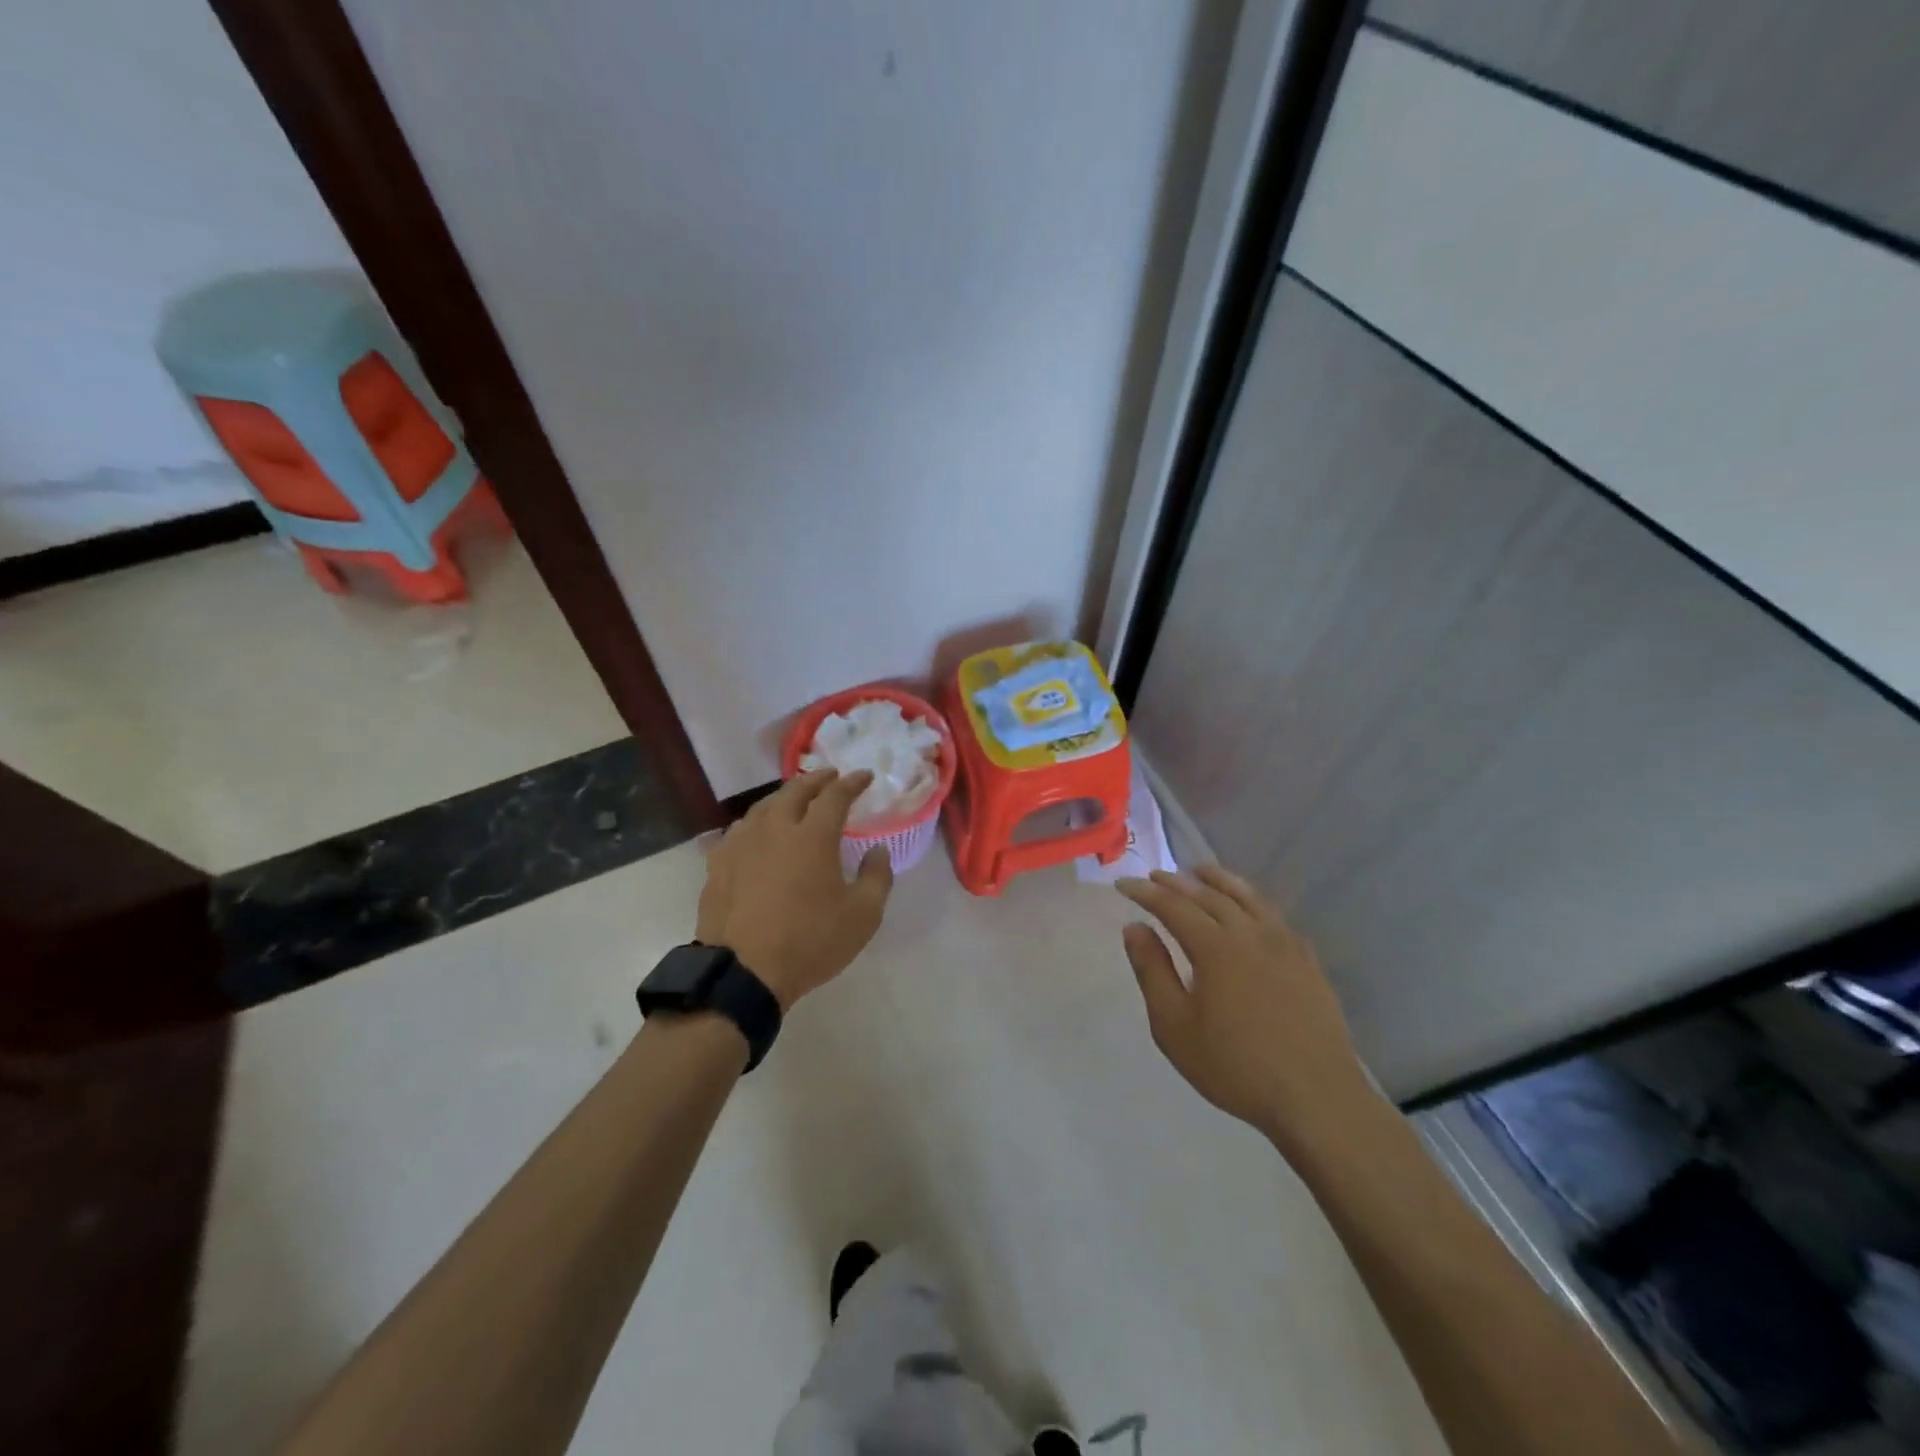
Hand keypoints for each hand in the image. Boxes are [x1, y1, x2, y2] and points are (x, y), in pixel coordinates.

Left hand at [696, 770, 893, 1009]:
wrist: (742, 973)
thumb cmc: (810, 942)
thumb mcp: (862, 916)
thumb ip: (877, 877)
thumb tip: (877, 851)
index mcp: (812, 836)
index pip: (835, 795)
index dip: (852, 782)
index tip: (864, 776)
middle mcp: (775, 829)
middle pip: (795, 790)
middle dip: (817, 779)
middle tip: (831, 777)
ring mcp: (741, 844)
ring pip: (763, 806)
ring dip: (784, 796)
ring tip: (795, 799)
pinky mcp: (718, 864)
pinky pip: (739, 830)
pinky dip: (756, 822)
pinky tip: (757, 832)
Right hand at [1117, 866, 1370, 1145]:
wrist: (1316, 1098)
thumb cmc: (1235, 1066)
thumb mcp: (1174, 1026)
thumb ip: (1152, 971)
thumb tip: (1135, 927)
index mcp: (1215, 947)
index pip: (1173, 906)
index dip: (1145, 892)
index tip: (1122, 883)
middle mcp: (1250, 934)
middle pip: (1209, 895)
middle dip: (1178, 882)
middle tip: (1156, 875)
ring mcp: (1284, 944)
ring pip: (1246, 898)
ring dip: (1218, 880)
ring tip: (1200, 871)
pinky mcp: (1307, 961)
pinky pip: (1274, 915)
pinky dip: (1252, 900)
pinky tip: (1248, 908)